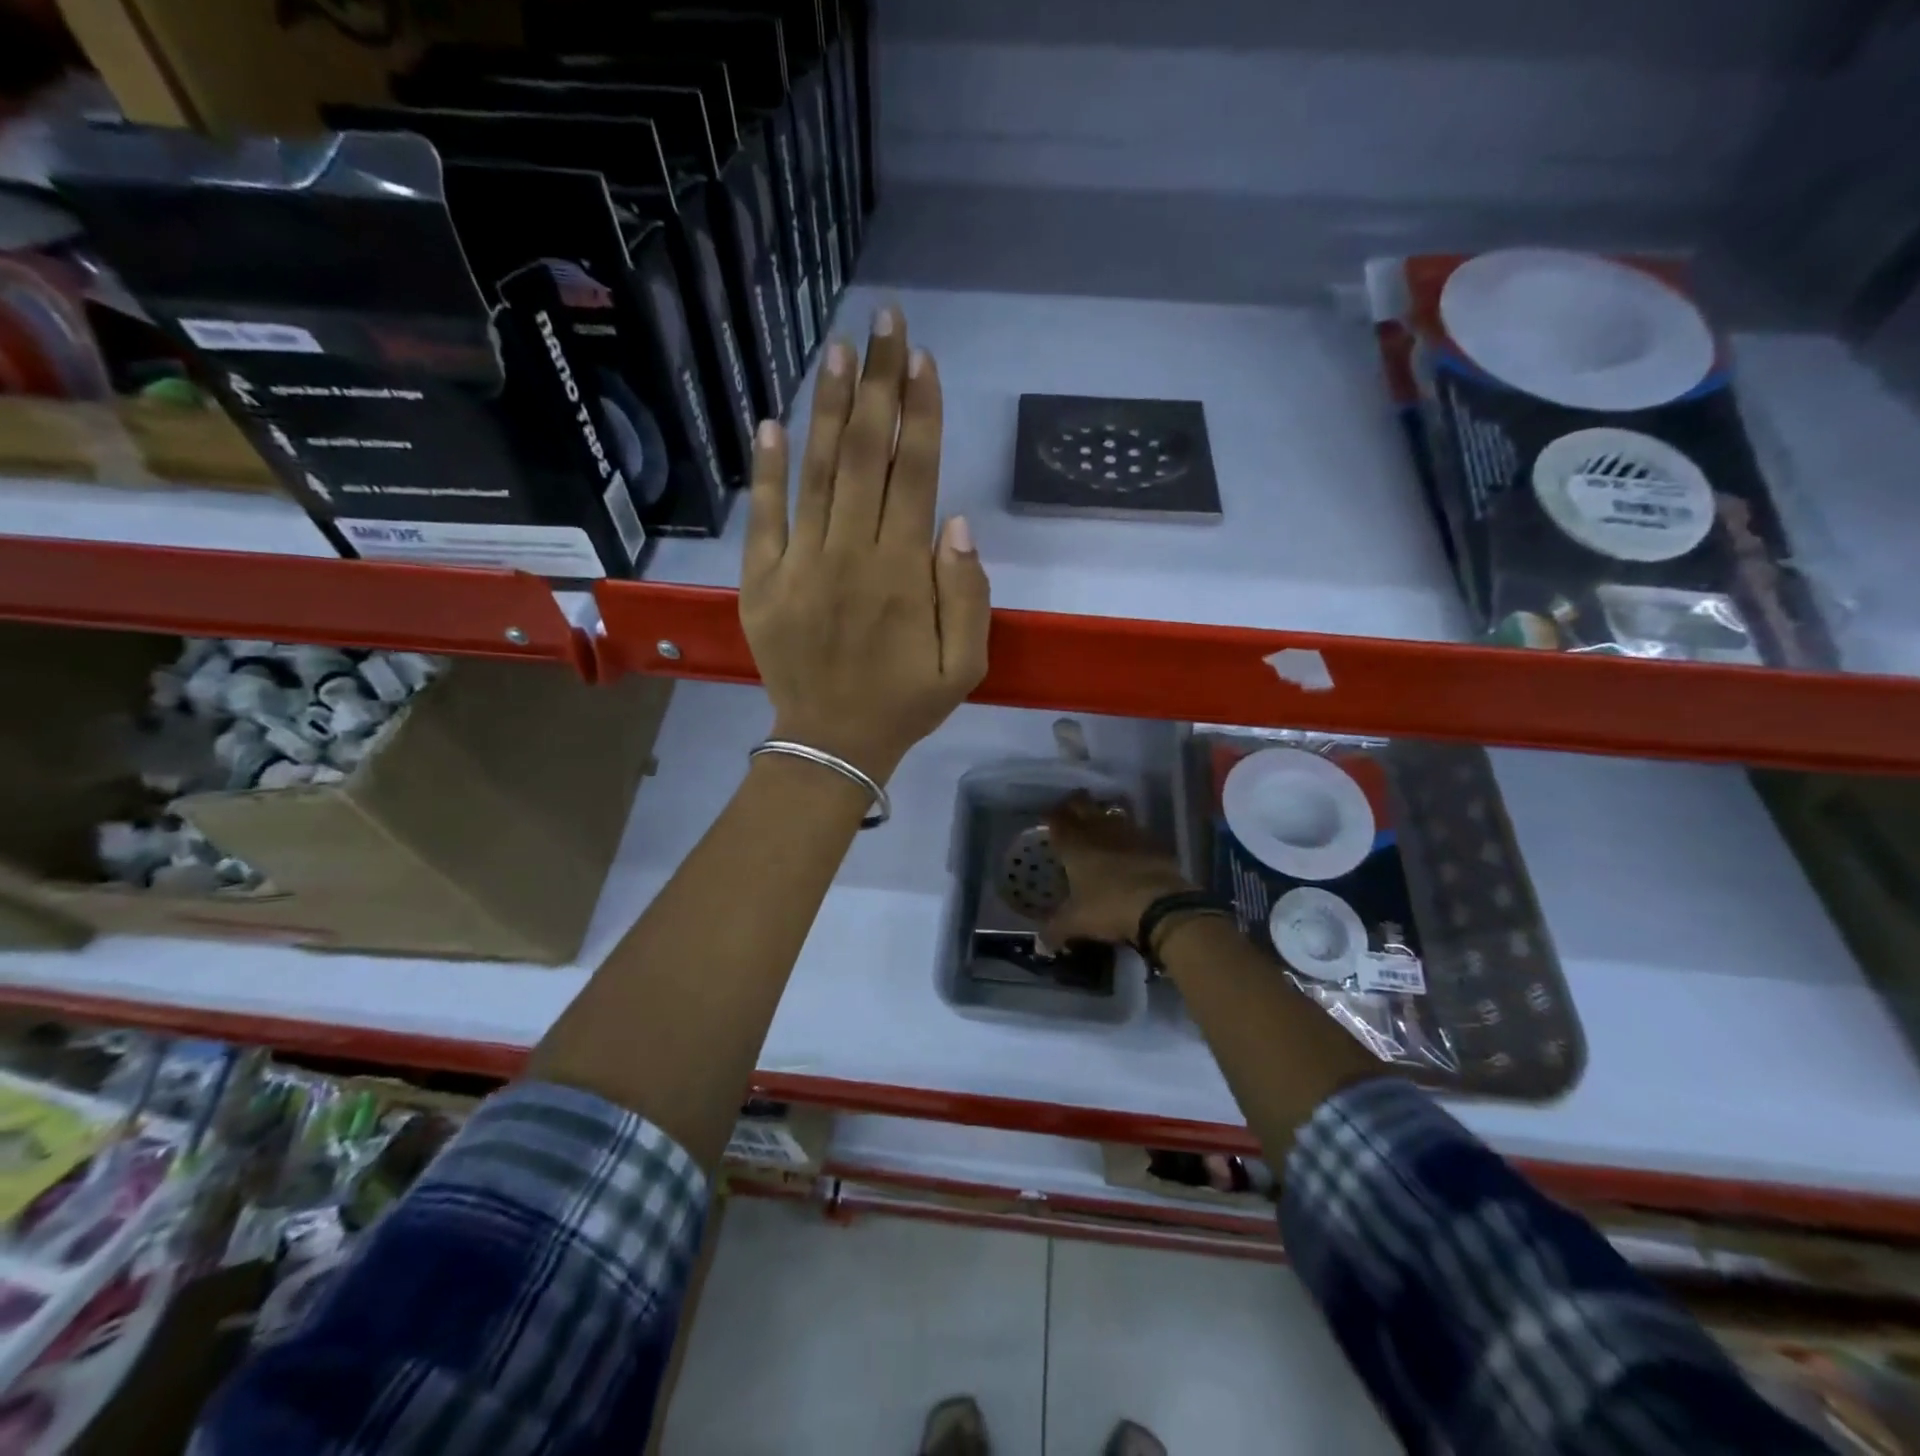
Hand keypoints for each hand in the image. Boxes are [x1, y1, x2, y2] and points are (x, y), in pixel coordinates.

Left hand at [740, 305, 990, 782]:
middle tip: (882, 322)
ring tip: (836, 350)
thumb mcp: (964, 665)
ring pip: (814, 473)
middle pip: (864, 456)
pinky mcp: (761, 583)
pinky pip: (762, 518)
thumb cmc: (905, 703)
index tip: (921, 359)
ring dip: (826, 408)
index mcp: (902, 575)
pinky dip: (764, 470)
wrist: (830, 743)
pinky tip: (769, 422)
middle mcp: (849, 556)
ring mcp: (799, 566)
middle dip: (877, 384)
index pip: (913, 475)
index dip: (919, 414)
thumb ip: (968, 595)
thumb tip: (958, 522)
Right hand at [1041, 792, 1194, 945]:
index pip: (1058, 820)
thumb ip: (1055, 929)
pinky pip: (1135, 830)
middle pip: (1083, 806)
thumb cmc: (1109, 908)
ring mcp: (1129, 833)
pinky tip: (1128, 844)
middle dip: (1074, 805)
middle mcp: (1099, 831)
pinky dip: (1128, 833)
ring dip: (1102, 815)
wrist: (1162, 906)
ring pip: (1110, 813)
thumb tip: (1040, 943)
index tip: (1048, 817)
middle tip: (1070, 810)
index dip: (1052, 816)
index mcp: (1075, 845)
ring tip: (1098, 823)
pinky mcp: (1153, 842)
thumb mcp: (1076, 923)